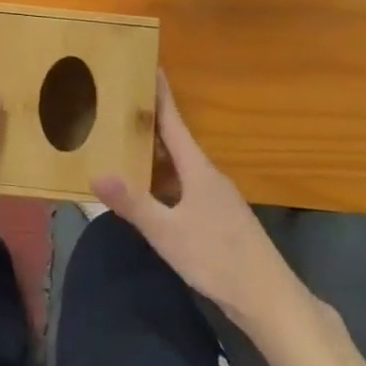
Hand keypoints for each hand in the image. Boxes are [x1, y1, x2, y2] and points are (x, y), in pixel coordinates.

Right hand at [91, 72, 309, 323]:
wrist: (268, 299)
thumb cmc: (218, 259)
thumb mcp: (168, 233)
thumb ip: (133, 203)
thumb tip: (96, 173)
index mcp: (198, 170)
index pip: (175, 123)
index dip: (161, 95)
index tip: (150, 66)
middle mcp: (208, 177)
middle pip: (175, 141)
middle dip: (149, 122)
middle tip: (118, 105)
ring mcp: (216, 198)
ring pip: (179, 166)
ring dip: (154, 153)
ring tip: (122, 143)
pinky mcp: (217, 218)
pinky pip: (183, 186)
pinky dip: (162, 179)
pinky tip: (146, 191)